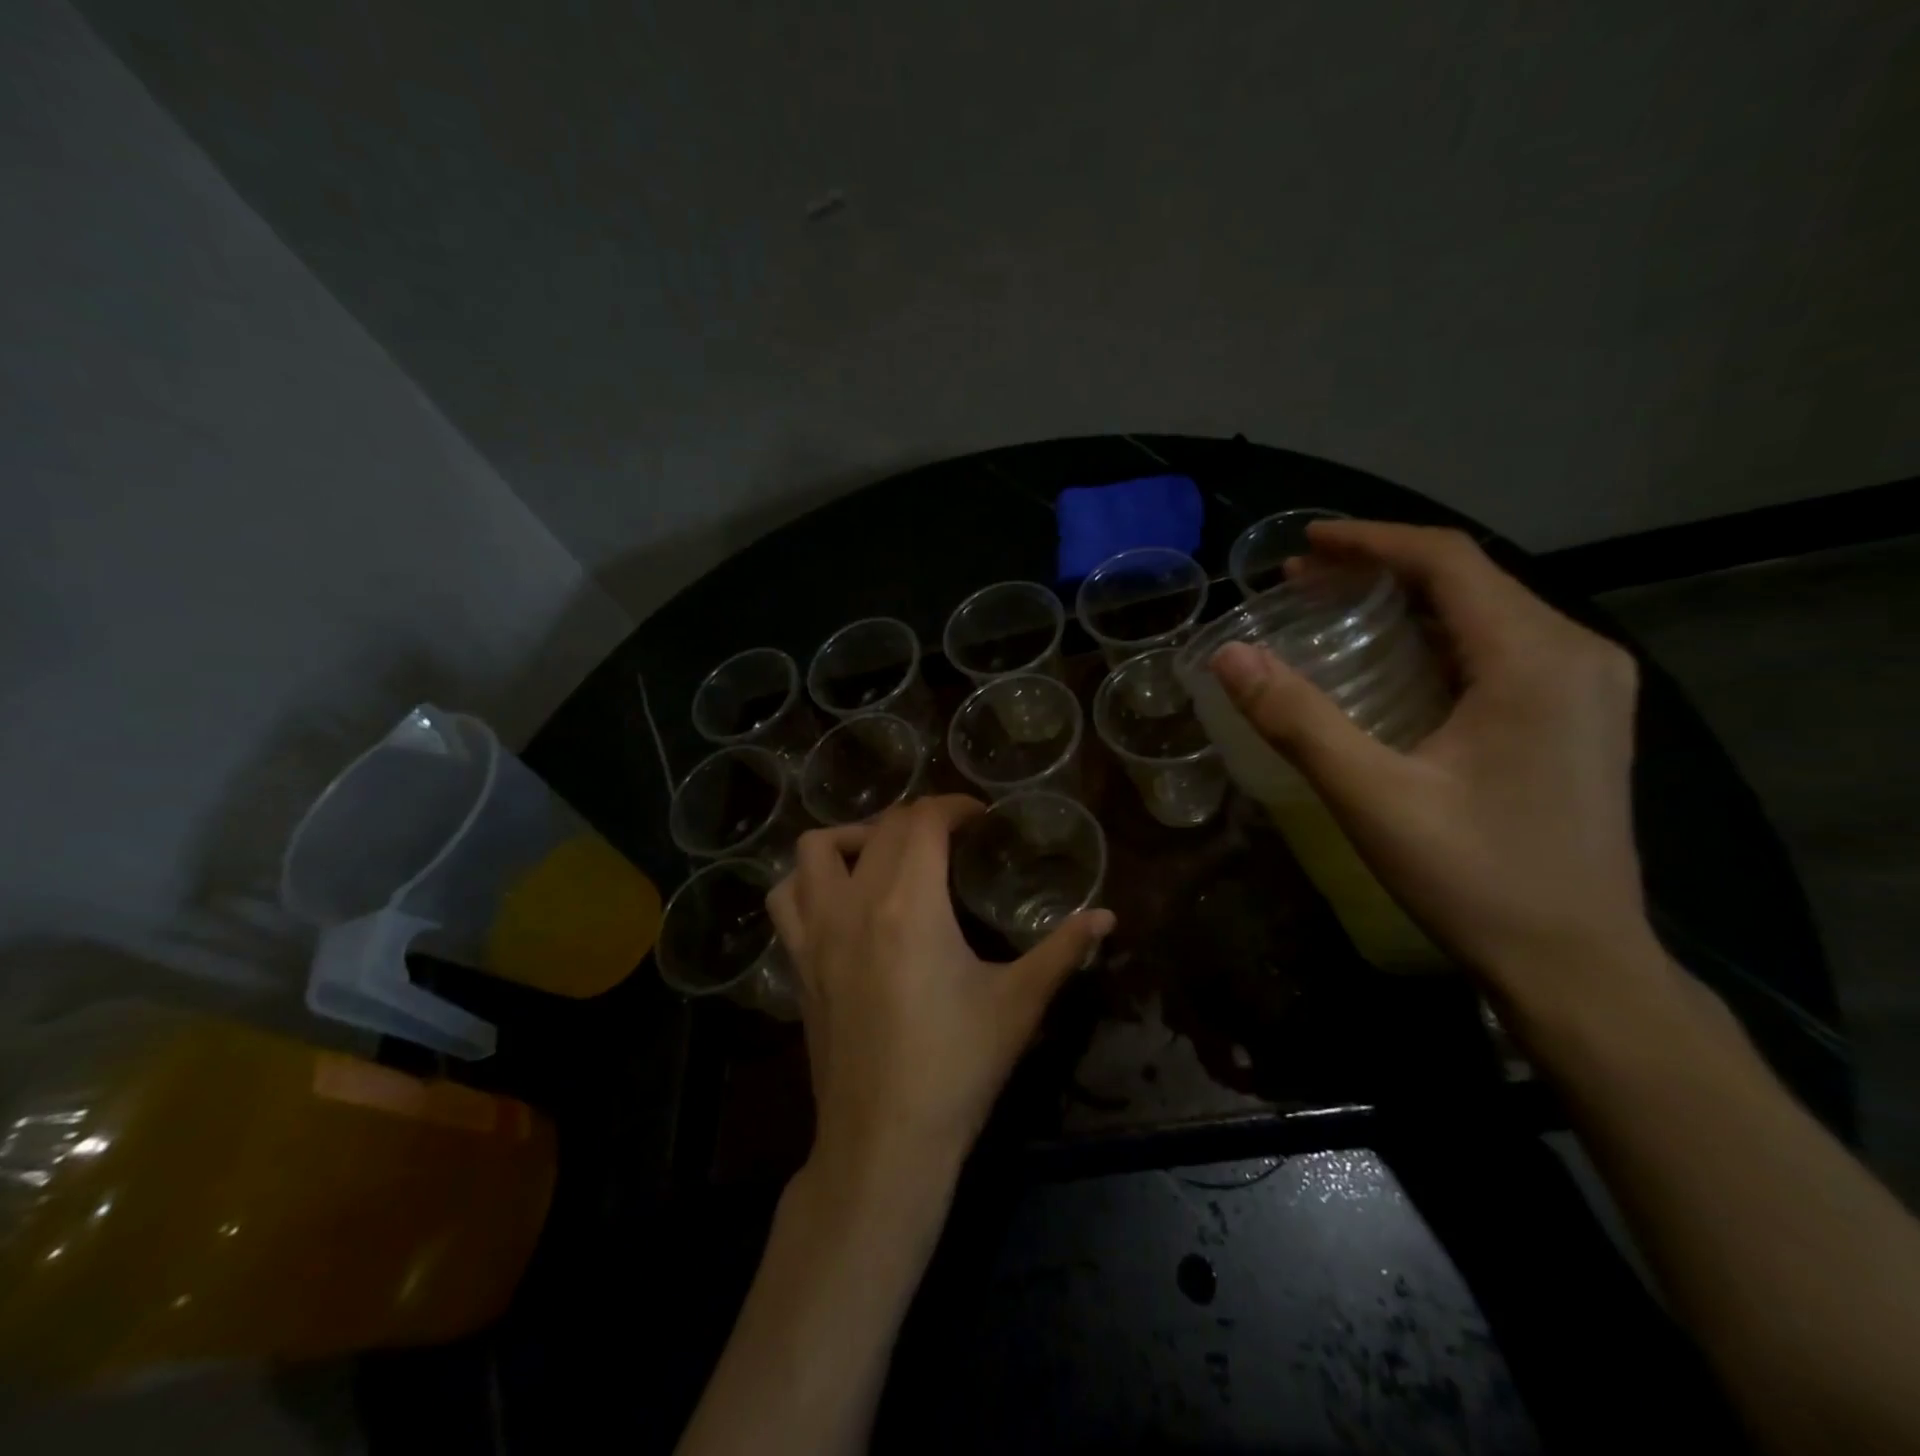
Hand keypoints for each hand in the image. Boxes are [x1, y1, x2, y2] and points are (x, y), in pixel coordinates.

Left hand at [767, 796, 1114, 1185]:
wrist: (885, 1140)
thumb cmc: (958, 1068)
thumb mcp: (1019, 1003)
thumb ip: (1063, 950)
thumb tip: (1107, 916)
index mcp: (910, 904)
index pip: (925, 821)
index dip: (955, 806)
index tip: (980, 818)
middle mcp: (855, 903)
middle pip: (882, 828)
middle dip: (920, 819)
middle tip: (952, 838)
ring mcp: (817, 932)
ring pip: (816, 848)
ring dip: (853, 836)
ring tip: (886, 855)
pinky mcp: (798, 962)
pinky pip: (786, 897)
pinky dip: (807, 879)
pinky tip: (838, 897)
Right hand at [1209, 520, 1655, 1002]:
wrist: (1579, 965)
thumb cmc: (1477, 879)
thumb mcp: (1373, 798)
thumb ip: (1298, 720)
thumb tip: (1229, 656)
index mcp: (1535, 659)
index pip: (1447, 561)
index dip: (1369, 541)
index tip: (1302, 543)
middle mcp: (1576, 654)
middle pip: (1468, 580)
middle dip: (1379, 569)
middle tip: (1300, 582)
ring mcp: (1587, 686)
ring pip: (1486, 611)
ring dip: (1407, 601)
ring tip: (1332, 609)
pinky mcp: (1580, 716)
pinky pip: (1501, 646)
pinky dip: (1436, 635)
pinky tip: (1393, 659)